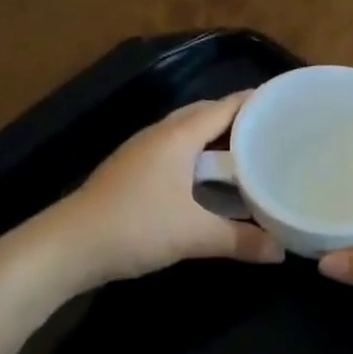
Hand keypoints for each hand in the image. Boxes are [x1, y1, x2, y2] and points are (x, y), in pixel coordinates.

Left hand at [59, 93, 284, 286]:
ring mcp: (141, 151)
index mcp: (178, 136)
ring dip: (215, 138)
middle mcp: (160, 134)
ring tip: (246, 153)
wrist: (67, 246)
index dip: (255, 103)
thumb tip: (281, 251)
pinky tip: (208, 179)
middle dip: (237, 119)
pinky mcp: (131, 170)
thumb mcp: (193, 235)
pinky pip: (174, 150)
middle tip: (271, 131)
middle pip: (205, 114)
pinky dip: (197, 155)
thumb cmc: (134, 227)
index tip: (285, 105)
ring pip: (187, 132)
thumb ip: (240, 239)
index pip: (225, 106)